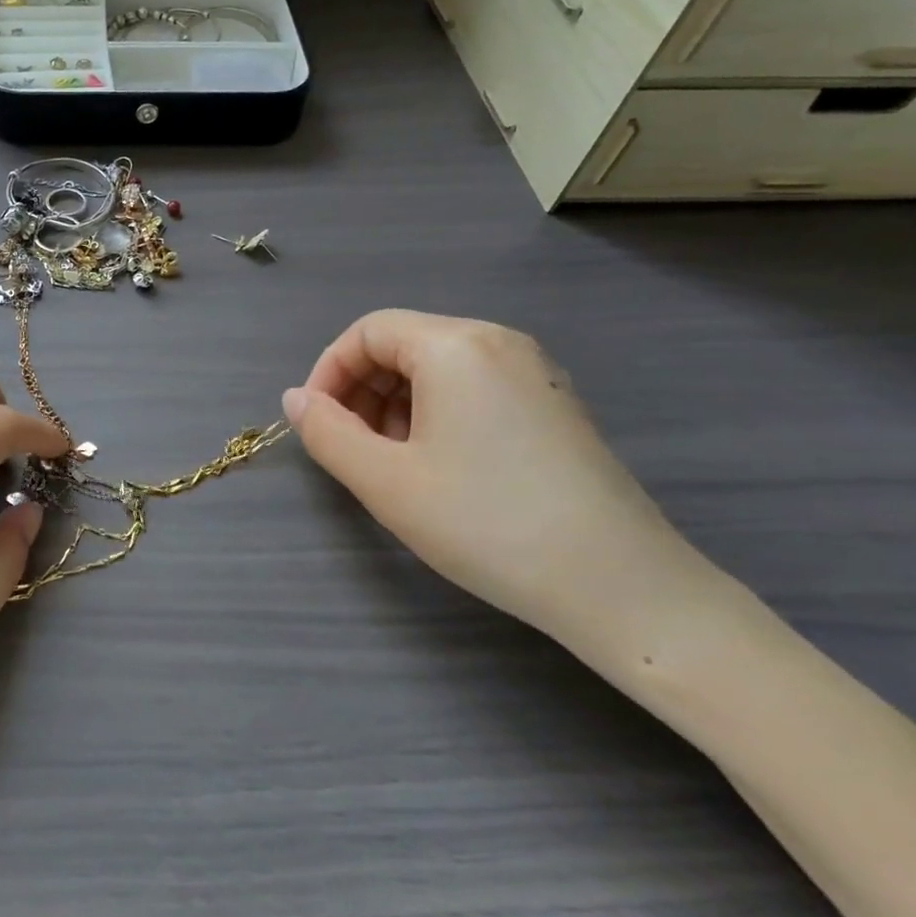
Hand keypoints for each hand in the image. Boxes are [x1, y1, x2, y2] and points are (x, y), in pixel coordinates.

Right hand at [285, 310, 720, 649]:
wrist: (619, 585)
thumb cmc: (486, 523)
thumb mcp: (384, 481)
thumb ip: (326, 432)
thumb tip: (295, 400)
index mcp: (455, 345)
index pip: (368, 331)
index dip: (328, 372)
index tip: (316, 424)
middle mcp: (499, 342)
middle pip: (404, 344)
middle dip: (362, 390)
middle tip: (352, 450)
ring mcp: (534, 373)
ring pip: (438, 369)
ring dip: (396, 405)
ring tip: (394, 465)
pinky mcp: (555, 405)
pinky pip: (475, 389)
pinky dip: (438, 414)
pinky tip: (441, 468)